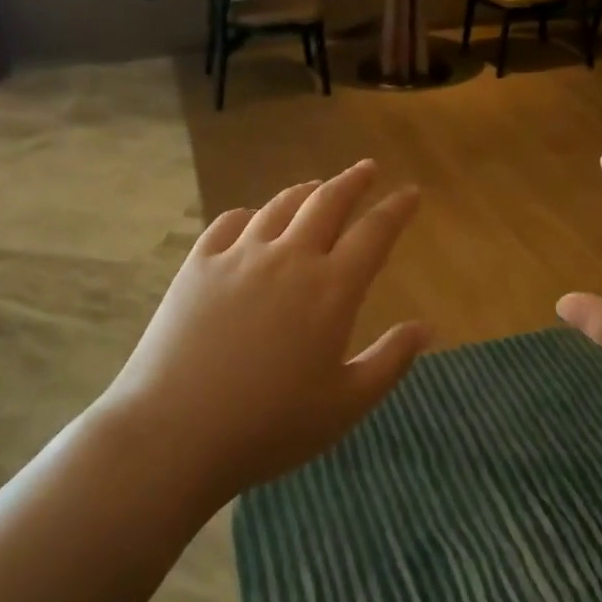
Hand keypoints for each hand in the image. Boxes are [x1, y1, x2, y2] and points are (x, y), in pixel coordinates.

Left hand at [98, 159, 427, 503]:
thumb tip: (426, 326)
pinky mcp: (199, 265)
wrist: (175, 433)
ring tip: (317, 187)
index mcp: (331, 288)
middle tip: (368, 168)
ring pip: (280, 205)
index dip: (397, 208)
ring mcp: (239, 256)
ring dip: (306, 191)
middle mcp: (289, 257)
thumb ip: (391, 361)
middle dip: (354, 180)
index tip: (411, 192)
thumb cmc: (270, 426)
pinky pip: (230, 223)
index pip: (375, 232)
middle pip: (328, 201)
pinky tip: (253, 221)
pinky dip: (251, 214)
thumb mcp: (346, 404)